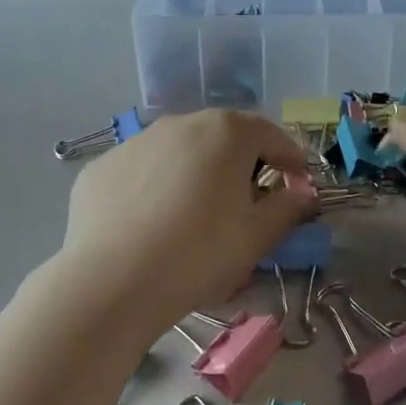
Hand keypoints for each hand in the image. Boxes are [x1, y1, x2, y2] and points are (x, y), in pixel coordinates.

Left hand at [59, 109, 316, 338]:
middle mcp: (181, 123)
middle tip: (247, 203)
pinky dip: (154, 189)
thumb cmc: (200, 253)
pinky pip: (141, 172)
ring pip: (179, 152)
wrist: (112, 281)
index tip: (297, 185)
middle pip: (223, 138)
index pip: (271, 135)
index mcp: (226, 131)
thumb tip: (303, 192)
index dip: (290, 160)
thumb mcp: (257, 236)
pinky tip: (150, 226)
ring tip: (194, 217)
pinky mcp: (102, 166)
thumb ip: (288, 207)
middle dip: (241, 165)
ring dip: (195, 174)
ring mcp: (137, 141)